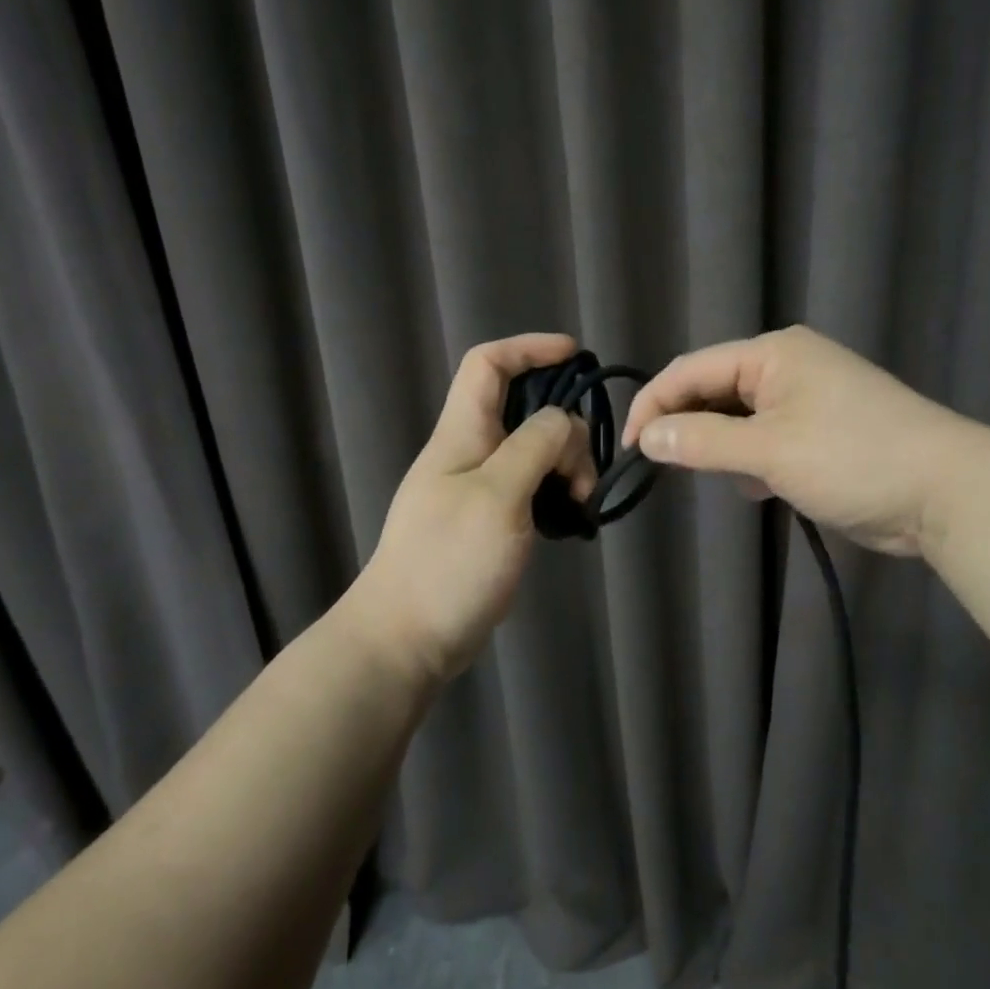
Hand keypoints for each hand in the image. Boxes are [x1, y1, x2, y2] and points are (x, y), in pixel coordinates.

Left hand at [345, 334, 594, 683]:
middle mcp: (469, 452)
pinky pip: (530, 487)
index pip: (488, 365)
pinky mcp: (489, 521)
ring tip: (580, 503)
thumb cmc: (448, 562)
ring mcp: (478, 488)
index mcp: (462, 433)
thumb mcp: (498, 495)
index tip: (575, 355)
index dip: (529, 348)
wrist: (405, 640)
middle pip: (522, 409)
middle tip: (584, 472)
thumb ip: (534, 446)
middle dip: (564, 425)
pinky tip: (569, 519)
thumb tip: (562, 421)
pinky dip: (555, 492)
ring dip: (565, 464)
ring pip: (532, 451)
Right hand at [622, 325, 953, 557]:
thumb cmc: (853, 458)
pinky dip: (750, 460)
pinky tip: (755, 486)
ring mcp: (806, 399)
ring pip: (737, 418)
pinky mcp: (820, 432)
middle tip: (663, 466)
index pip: (690, 370)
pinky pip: (764, 438)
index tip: (630, 449)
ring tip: (713, 476)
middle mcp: (786, 366)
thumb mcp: (769, 451)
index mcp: (772, 353)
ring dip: (719, 446)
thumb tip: (646, 437)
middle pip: (712, 390)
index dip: (653, 406)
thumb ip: (702, 441)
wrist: (946, 493)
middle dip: (686, 426)